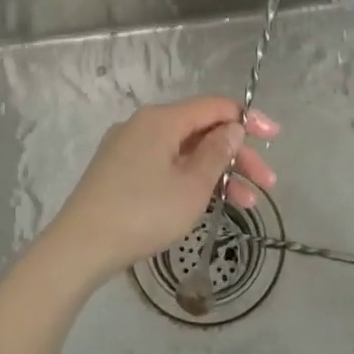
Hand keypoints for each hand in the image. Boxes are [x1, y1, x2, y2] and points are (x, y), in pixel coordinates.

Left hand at [42, 98, 279, 283]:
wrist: (80, 247)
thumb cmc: (142, 213)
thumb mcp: (191, 186)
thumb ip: (217, 153)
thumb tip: (232, 128)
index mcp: (161, 119)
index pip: (214, 106)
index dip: (248, 119)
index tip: (274, 138)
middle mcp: (144, 124)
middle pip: (201, 130)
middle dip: (237, 155)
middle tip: (267, 183)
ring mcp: (128, 147)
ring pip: (184, 151)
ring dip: (217, 172)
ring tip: (247, 204)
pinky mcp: (119, 170)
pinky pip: (165, 164)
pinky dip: (191, 178)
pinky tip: (207, 202)